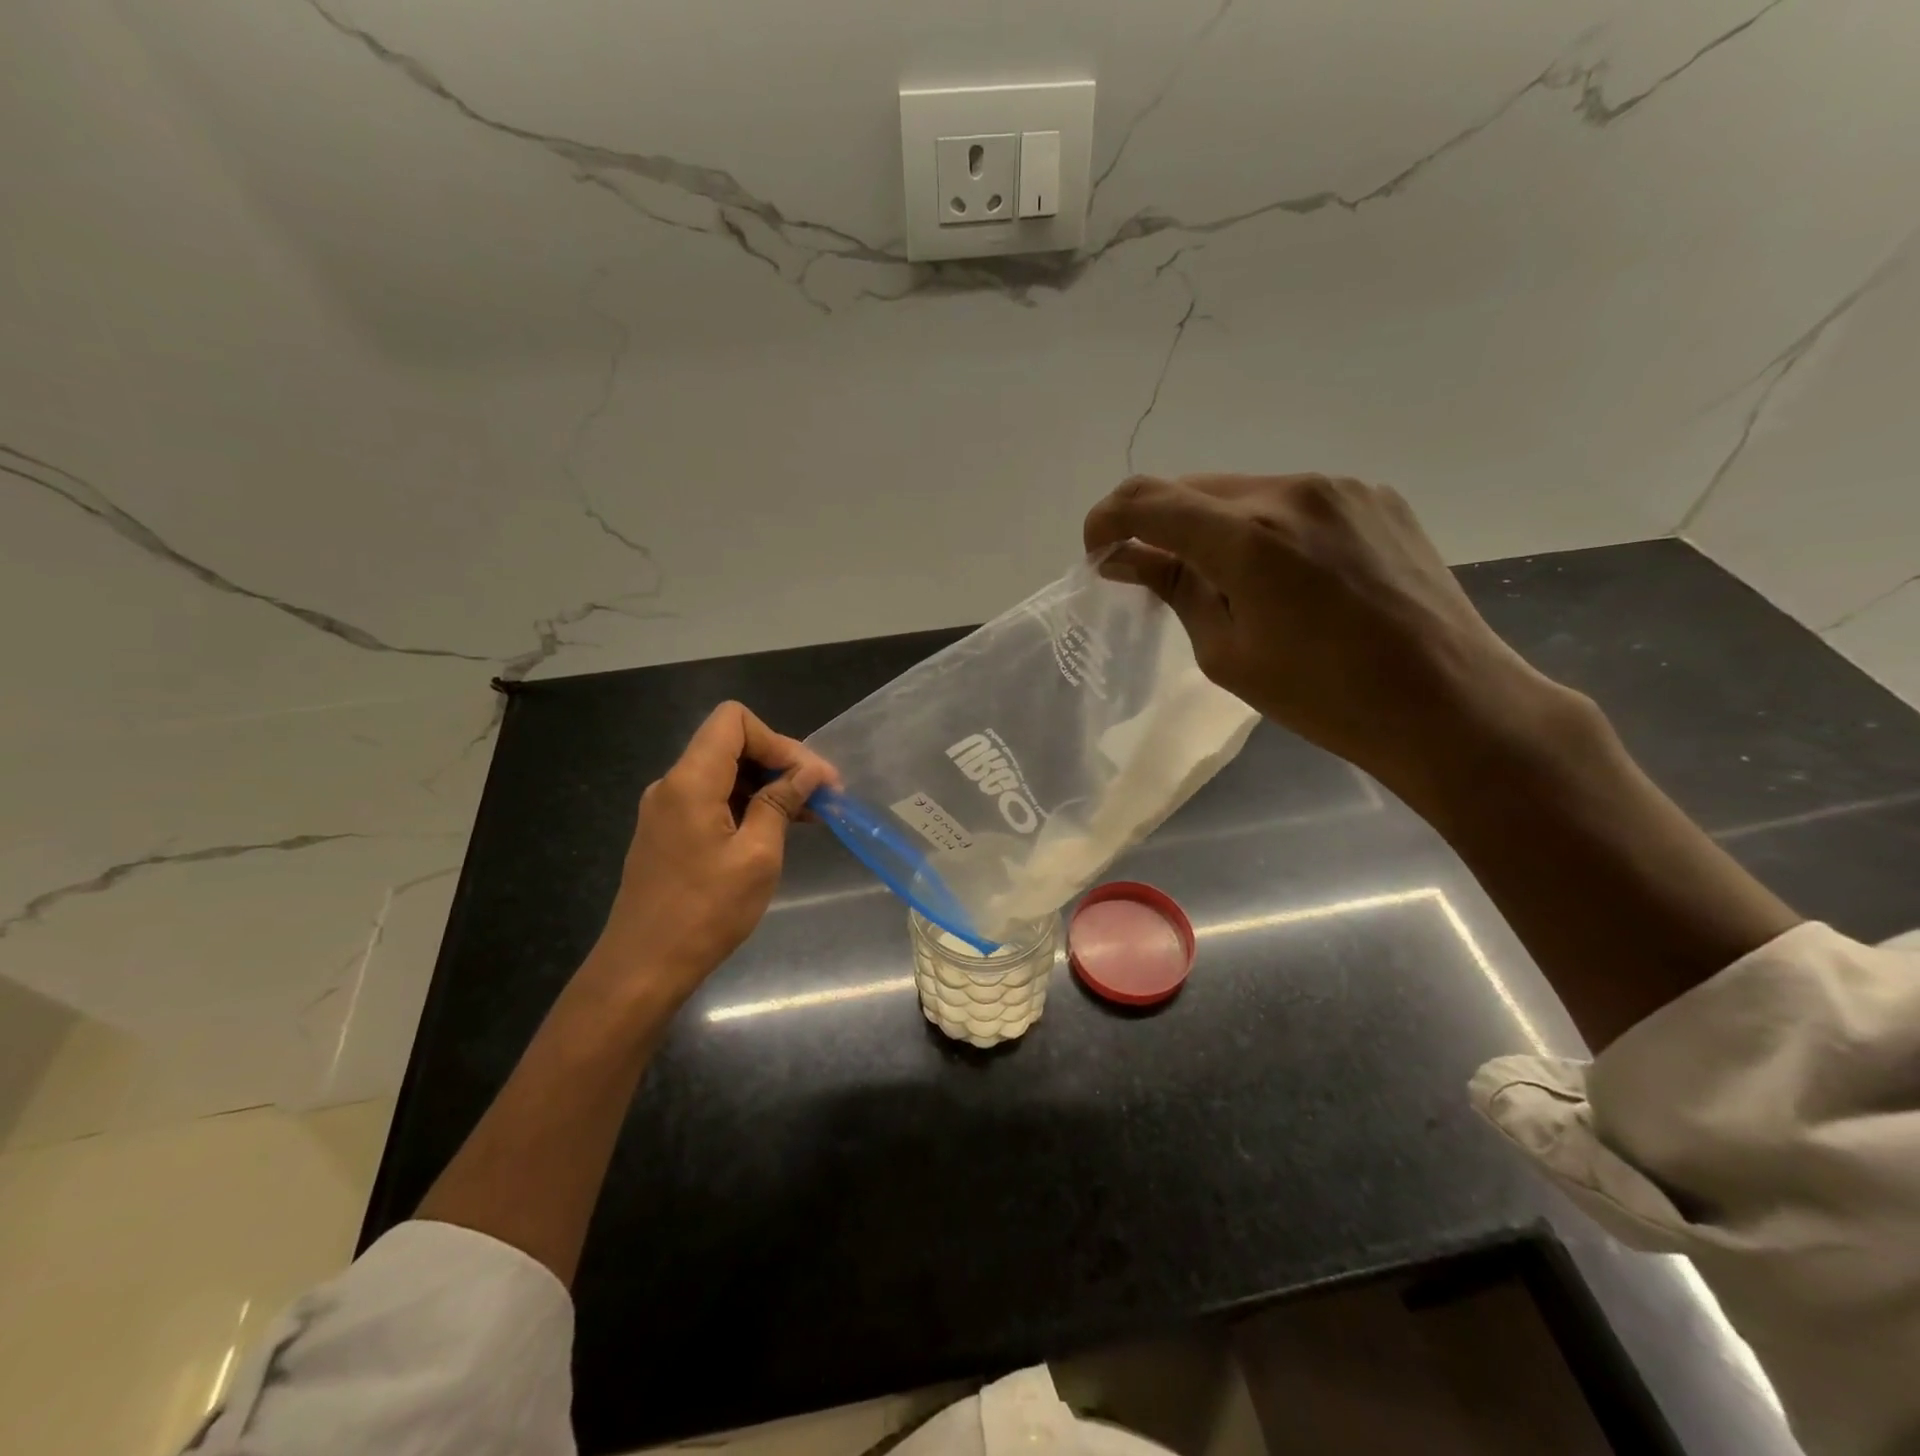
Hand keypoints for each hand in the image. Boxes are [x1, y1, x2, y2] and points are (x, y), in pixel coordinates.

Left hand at [586, 701, 834, 1008]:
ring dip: (767, 785)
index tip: (809, 777)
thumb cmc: (705, 912)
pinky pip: (713, 799)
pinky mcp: (669, 832)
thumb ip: (780, 803)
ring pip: (724, 773)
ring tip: (810, 814)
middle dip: (780, 762)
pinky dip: (747, 805)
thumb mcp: (757, 856)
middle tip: (823, 794)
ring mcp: (667, 809)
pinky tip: (776, 829)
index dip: (778, 740)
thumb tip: (808, 772)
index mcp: (690, 781)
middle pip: (731, 744)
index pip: (734, 720)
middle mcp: (672, 784)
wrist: (642, 969)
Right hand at [1084, 474, 1554, 797]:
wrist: (1448, 702)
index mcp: (1249, 538)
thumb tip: (1127, 560)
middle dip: (1157, 524)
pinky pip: (1292, 499)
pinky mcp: (1374, 497)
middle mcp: (1292, 492)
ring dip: (1211, 526)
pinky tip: (1281, 575)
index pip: (1149, 502)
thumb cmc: (1325, 698)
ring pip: (1243, 491)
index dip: (1107, 521)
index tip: (1097, 553)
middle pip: (1193, 488)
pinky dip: (1262, 526)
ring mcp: (1340, 488)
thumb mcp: (1227, 654)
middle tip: (1150, 573)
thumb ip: (1174, 590)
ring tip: (1223, 581)